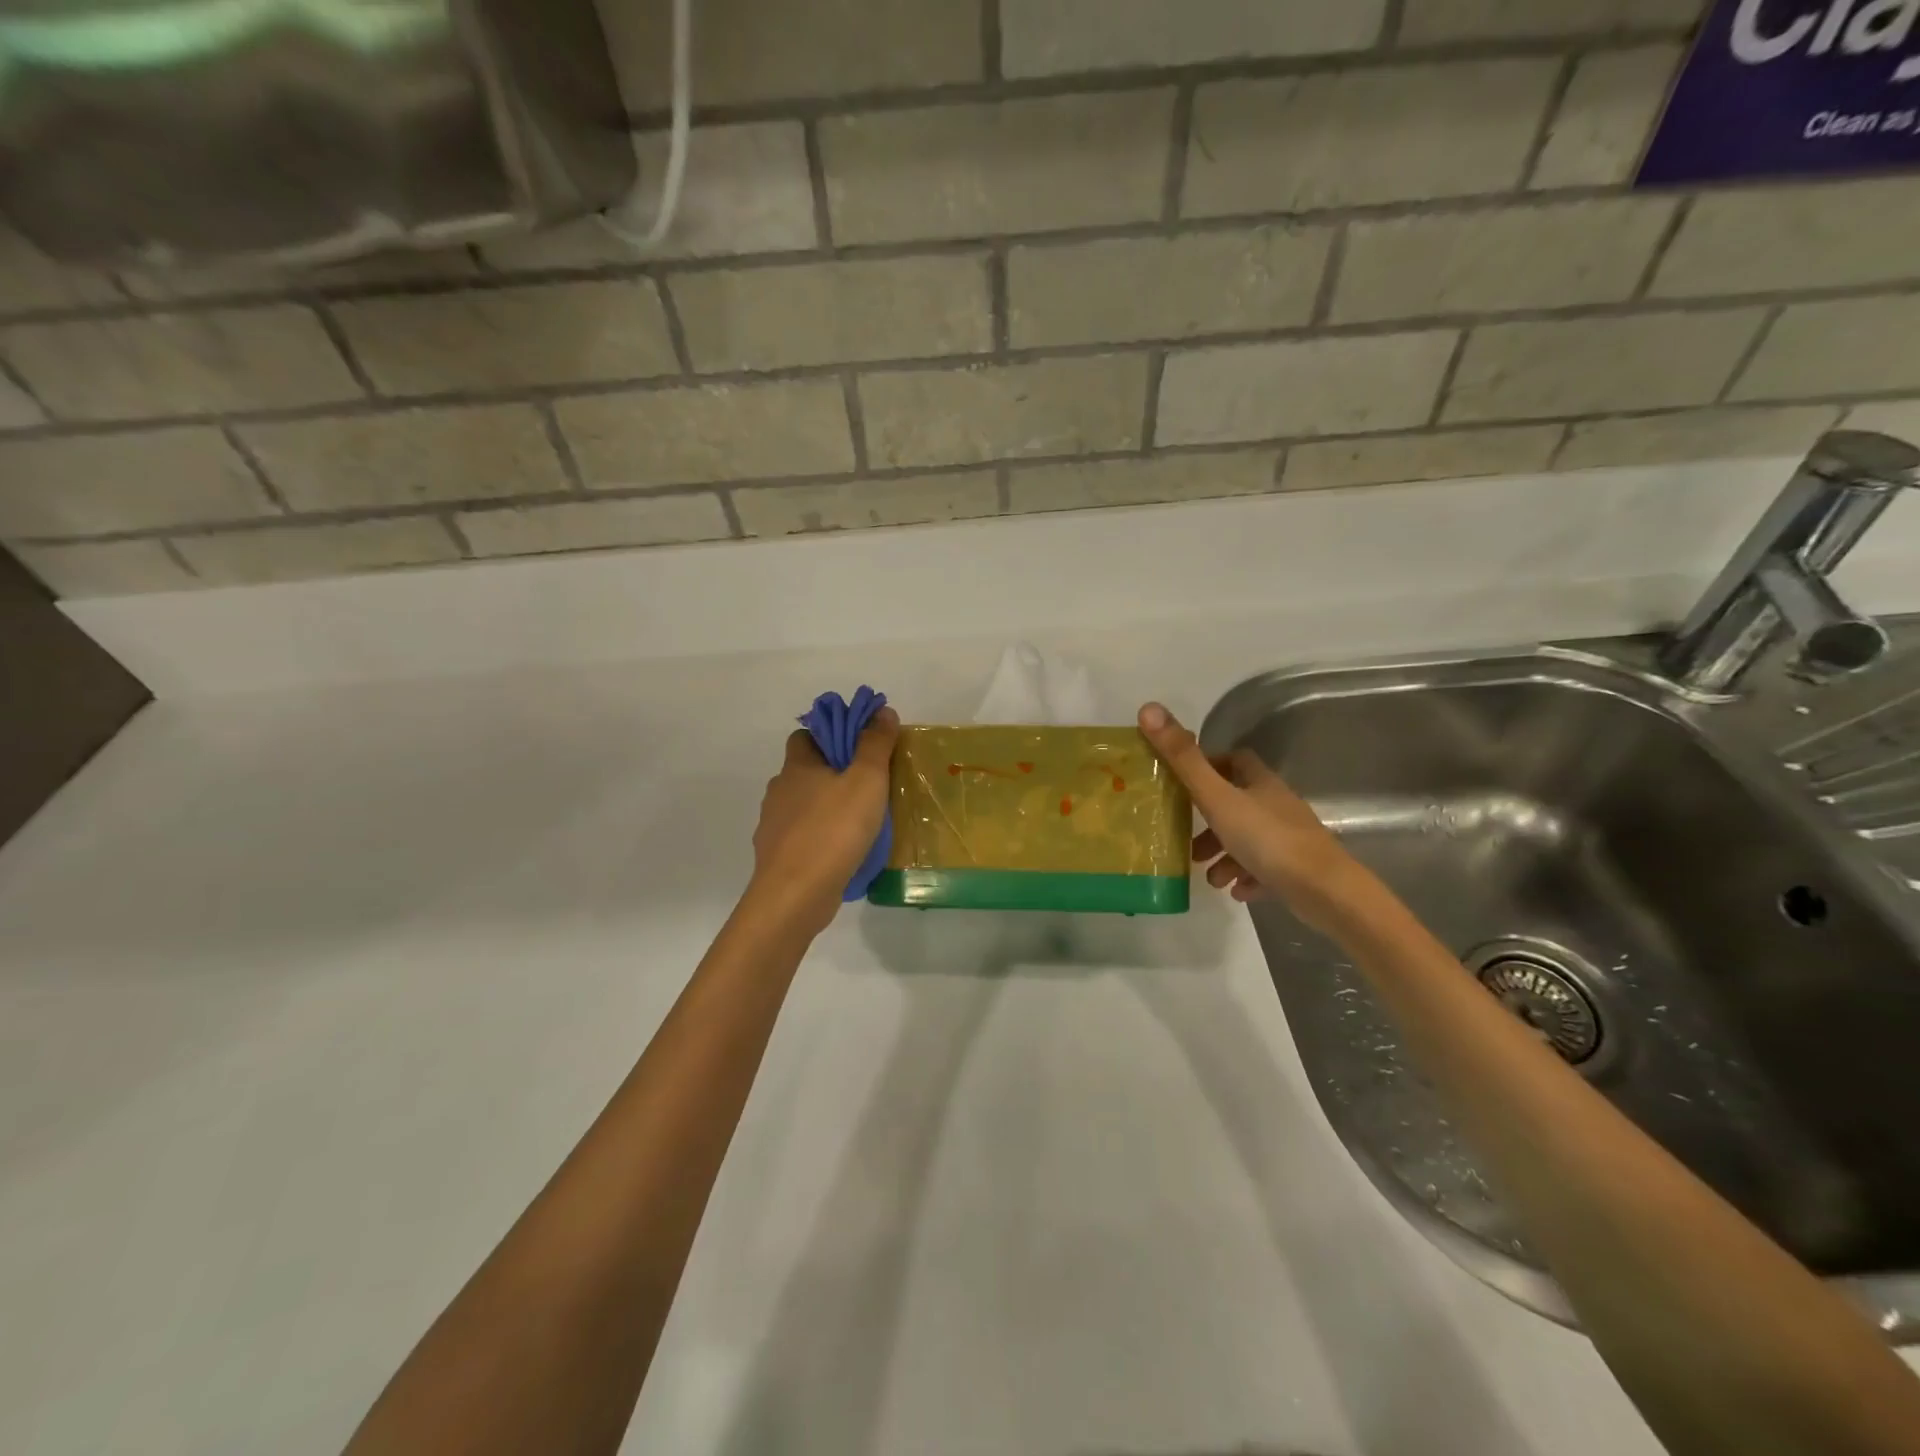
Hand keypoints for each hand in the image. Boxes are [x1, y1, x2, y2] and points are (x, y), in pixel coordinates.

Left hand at [749, 707, 899, 931]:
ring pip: (803, 807)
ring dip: (827, 809)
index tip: (858, 747)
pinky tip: (843, 853)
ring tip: (860, 823)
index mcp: (796, 767)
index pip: (804, 736)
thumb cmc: (833, 830)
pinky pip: (802, 839)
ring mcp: (773, 827)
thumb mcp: (866, 780)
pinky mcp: (777, 858)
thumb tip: (883, 712)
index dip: (829, 736)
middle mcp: (779, 792)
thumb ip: (875, 744)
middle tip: (868, 786)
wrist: (795, 895)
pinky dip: (820, 840)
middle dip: (832, 775)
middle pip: (805, 772)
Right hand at [1137, 702, 1365, 932]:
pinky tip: (1234, 891)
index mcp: (1259, 782)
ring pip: (1248, 839)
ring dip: (1223, 854)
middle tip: (1186, 840)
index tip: (1183, 783)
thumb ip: (1183, 759)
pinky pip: (1264, 868)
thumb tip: (1148, 708)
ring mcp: (1289, 837)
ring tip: (1208, 876)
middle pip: (1237, 803)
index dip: (1209, 766)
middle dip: (1209, 821)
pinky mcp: (1297, 869)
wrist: (1324, 891)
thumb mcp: (1217, 798)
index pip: (1234, 760)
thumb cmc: (1267, 839)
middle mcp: (1276, 804)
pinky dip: (1245, 876)